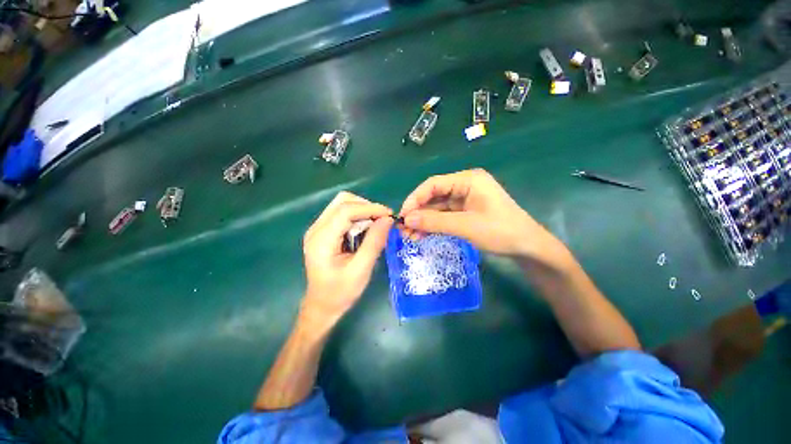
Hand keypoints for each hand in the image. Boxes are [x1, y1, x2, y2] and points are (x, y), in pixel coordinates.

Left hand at [302, 192, 392, 326]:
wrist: (322, 305)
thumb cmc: (340, 293)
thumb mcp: (361, 270)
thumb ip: (374, 243)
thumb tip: (388, 219)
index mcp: (321, 240)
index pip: (345, 210)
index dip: (369, 208)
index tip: (389, 215)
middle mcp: (316, 229)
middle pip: (342, 201)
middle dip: (366, 206)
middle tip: (382, 220)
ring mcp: (318, 229)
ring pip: (342, 204)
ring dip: (362, 211)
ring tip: (376, 225)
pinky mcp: (323, 231)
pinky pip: (342, 214)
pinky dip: (357, 216)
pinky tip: (365, 230)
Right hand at [400, 169, 564, 260]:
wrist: (527, 247)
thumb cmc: (501, 231)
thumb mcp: (466, 226)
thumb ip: (435, 221)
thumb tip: (407, 219)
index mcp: (468, 180)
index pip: (433, 184)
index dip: (415, 198)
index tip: (402, 215)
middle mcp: (464, 186)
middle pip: (433, 196)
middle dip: (418, 212)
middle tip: (403, 229)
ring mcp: (464, 199)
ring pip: (437, 208)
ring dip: (423, 221)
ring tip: (410, 237)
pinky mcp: (465, 212)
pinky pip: (444, 216)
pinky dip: (433, 225)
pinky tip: (422, 236)